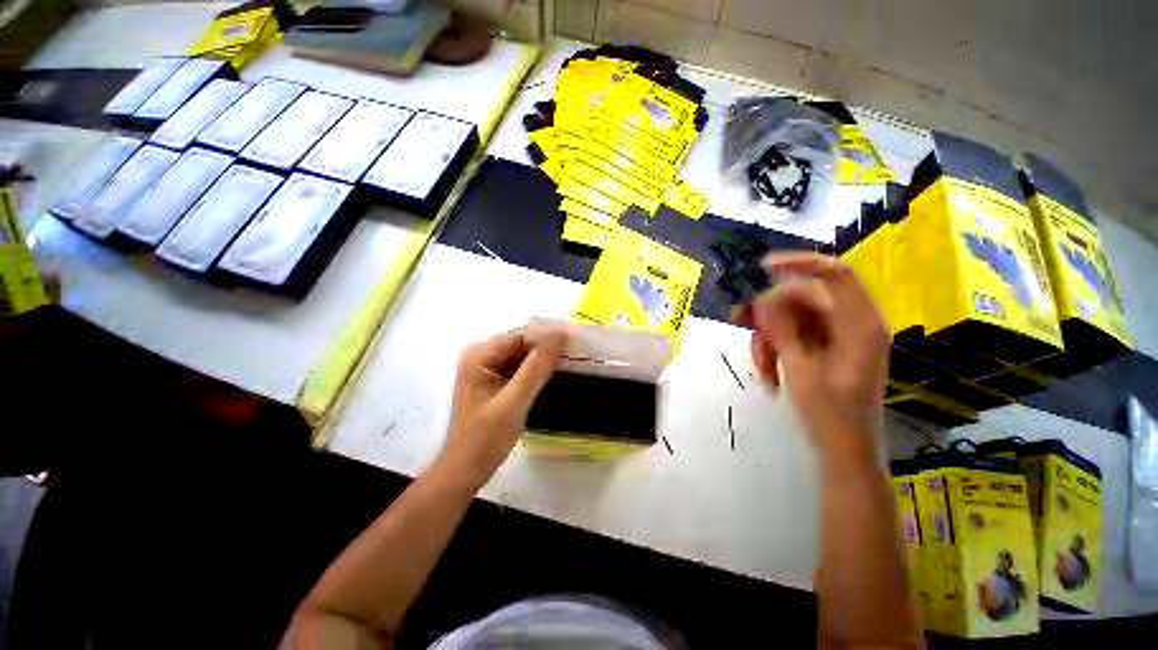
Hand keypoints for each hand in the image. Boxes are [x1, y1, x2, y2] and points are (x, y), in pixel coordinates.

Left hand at [438, 322, 567, 488]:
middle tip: (580, 352)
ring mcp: (487, 366)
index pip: (522, 335)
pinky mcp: (494, 379)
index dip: (550, 337)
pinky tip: (556, 373)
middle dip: (550, 346)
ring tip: (574, 361)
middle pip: (523, 342)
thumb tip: (560, 333)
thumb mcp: (514, 403)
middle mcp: (482, 354)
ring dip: (546, 357)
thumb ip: (536, 367)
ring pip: (524, 353)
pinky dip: (538, 369)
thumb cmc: (484, 440)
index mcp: (480, 354)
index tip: (578, 342)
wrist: (464, 471)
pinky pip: (521, 366)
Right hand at [736, 253, 889, 455]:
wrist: (844, 452)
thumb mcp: (802, 371)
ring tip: (761, 366)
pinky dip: (774, 347)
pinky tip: (768, 371)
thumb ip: (784, 330)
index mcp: (860, 324)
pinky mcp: (824, 346)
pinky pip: (792, 333)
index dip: (799, 263)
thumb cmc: (831, 417)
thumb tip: (763, 297)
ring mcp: (837, 335)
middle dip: (769, 312)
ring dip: (768, 336)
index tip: (760, 269)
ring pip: (791, 316)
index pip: (834, 274)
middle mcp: (851, 322)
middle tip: (739, 324)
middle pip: (803, 296)